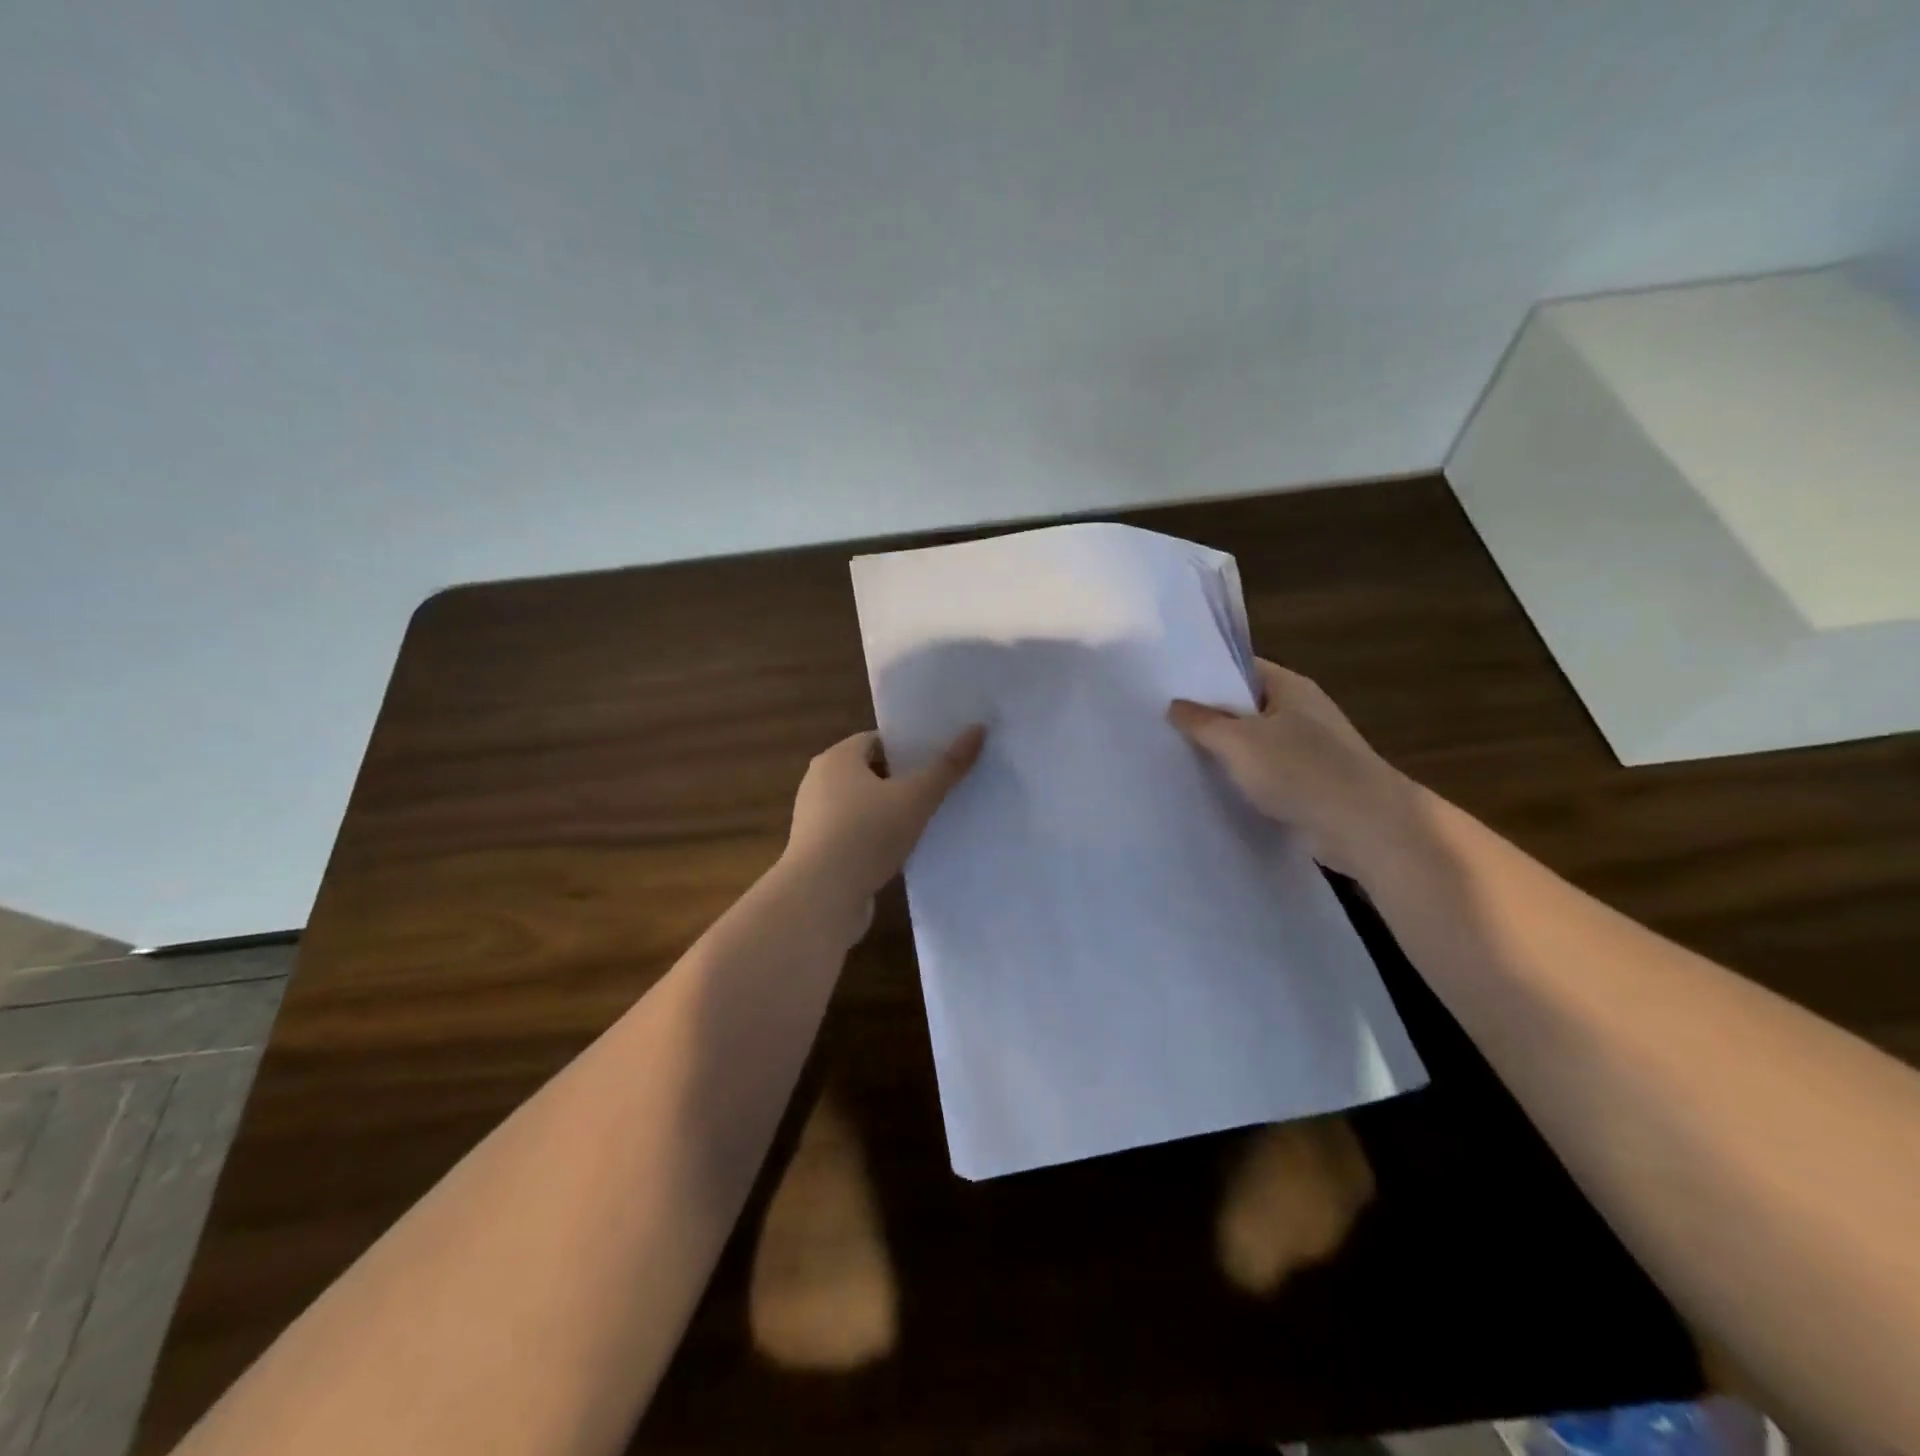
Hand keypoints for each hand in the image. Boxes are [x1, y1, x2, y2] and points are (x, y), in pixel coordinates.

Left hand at [781, 725, 986, 916]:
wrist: (820, 897)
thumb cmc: (866, 835)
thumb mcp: (915, 798)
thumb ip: (947, 767)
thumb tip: (977, 729)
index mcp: (836, 758)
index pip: (877, 740)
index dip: (909, 748)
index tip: (939, 760)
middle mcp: (819, 782)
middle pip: (869, 771)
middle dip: (902, 779)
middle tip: (939, 788)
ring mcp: (815, 818)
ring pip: (862, 805)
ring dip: (889, 811)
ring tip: (926, 820)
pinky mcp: (817, 851)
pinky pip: (854, 833)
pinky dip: (875, 837)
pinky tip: (901, 850)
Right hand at [1167, 660, 1411, 876]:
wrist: (1365, 826)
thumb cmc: (1300, 770)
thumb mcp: (1239, 741)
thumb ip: (1203, 722)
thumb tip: (1175, 705)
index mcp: (1290, 688)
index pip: (1241, 669)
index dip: (1205, 675)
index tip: (1168, 686)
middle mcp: (1302, 711)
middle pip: (1246, 706)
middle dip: (1210, 715)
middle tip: (1164, 722)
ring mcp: (1309, 748)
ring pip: (1255, 742)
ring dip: (1226, 751)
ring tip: (1179, 755)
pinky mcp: (1311, 783)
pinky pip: (1267, 772)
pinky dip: (1244, 778)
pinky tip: (1214, 787)